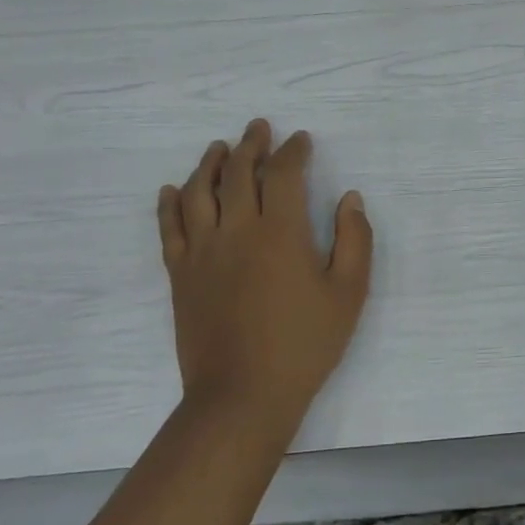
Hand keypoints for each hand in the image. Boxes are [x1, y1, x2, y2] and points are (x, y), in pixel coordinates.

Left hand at [156, 120, 373, 437]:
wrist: (242, 396)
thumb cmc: (304, 344)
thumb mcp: (349, 293)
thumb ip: (355, 240)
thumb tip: (349, 198)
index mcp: (280, 232)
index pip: (283, 174)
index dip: (292, 151)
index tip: (301, 140)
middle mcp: (236, 231)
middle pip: (238, 173)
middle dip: (251, 145)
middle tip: (259, 127)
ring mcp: (202, 252)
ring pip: (199, 193)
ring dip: (210, 164)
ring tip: (219, 147)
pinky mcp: (180, 275)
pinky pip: (169, 228)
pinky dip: (170, 204)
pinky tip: (173, 190)